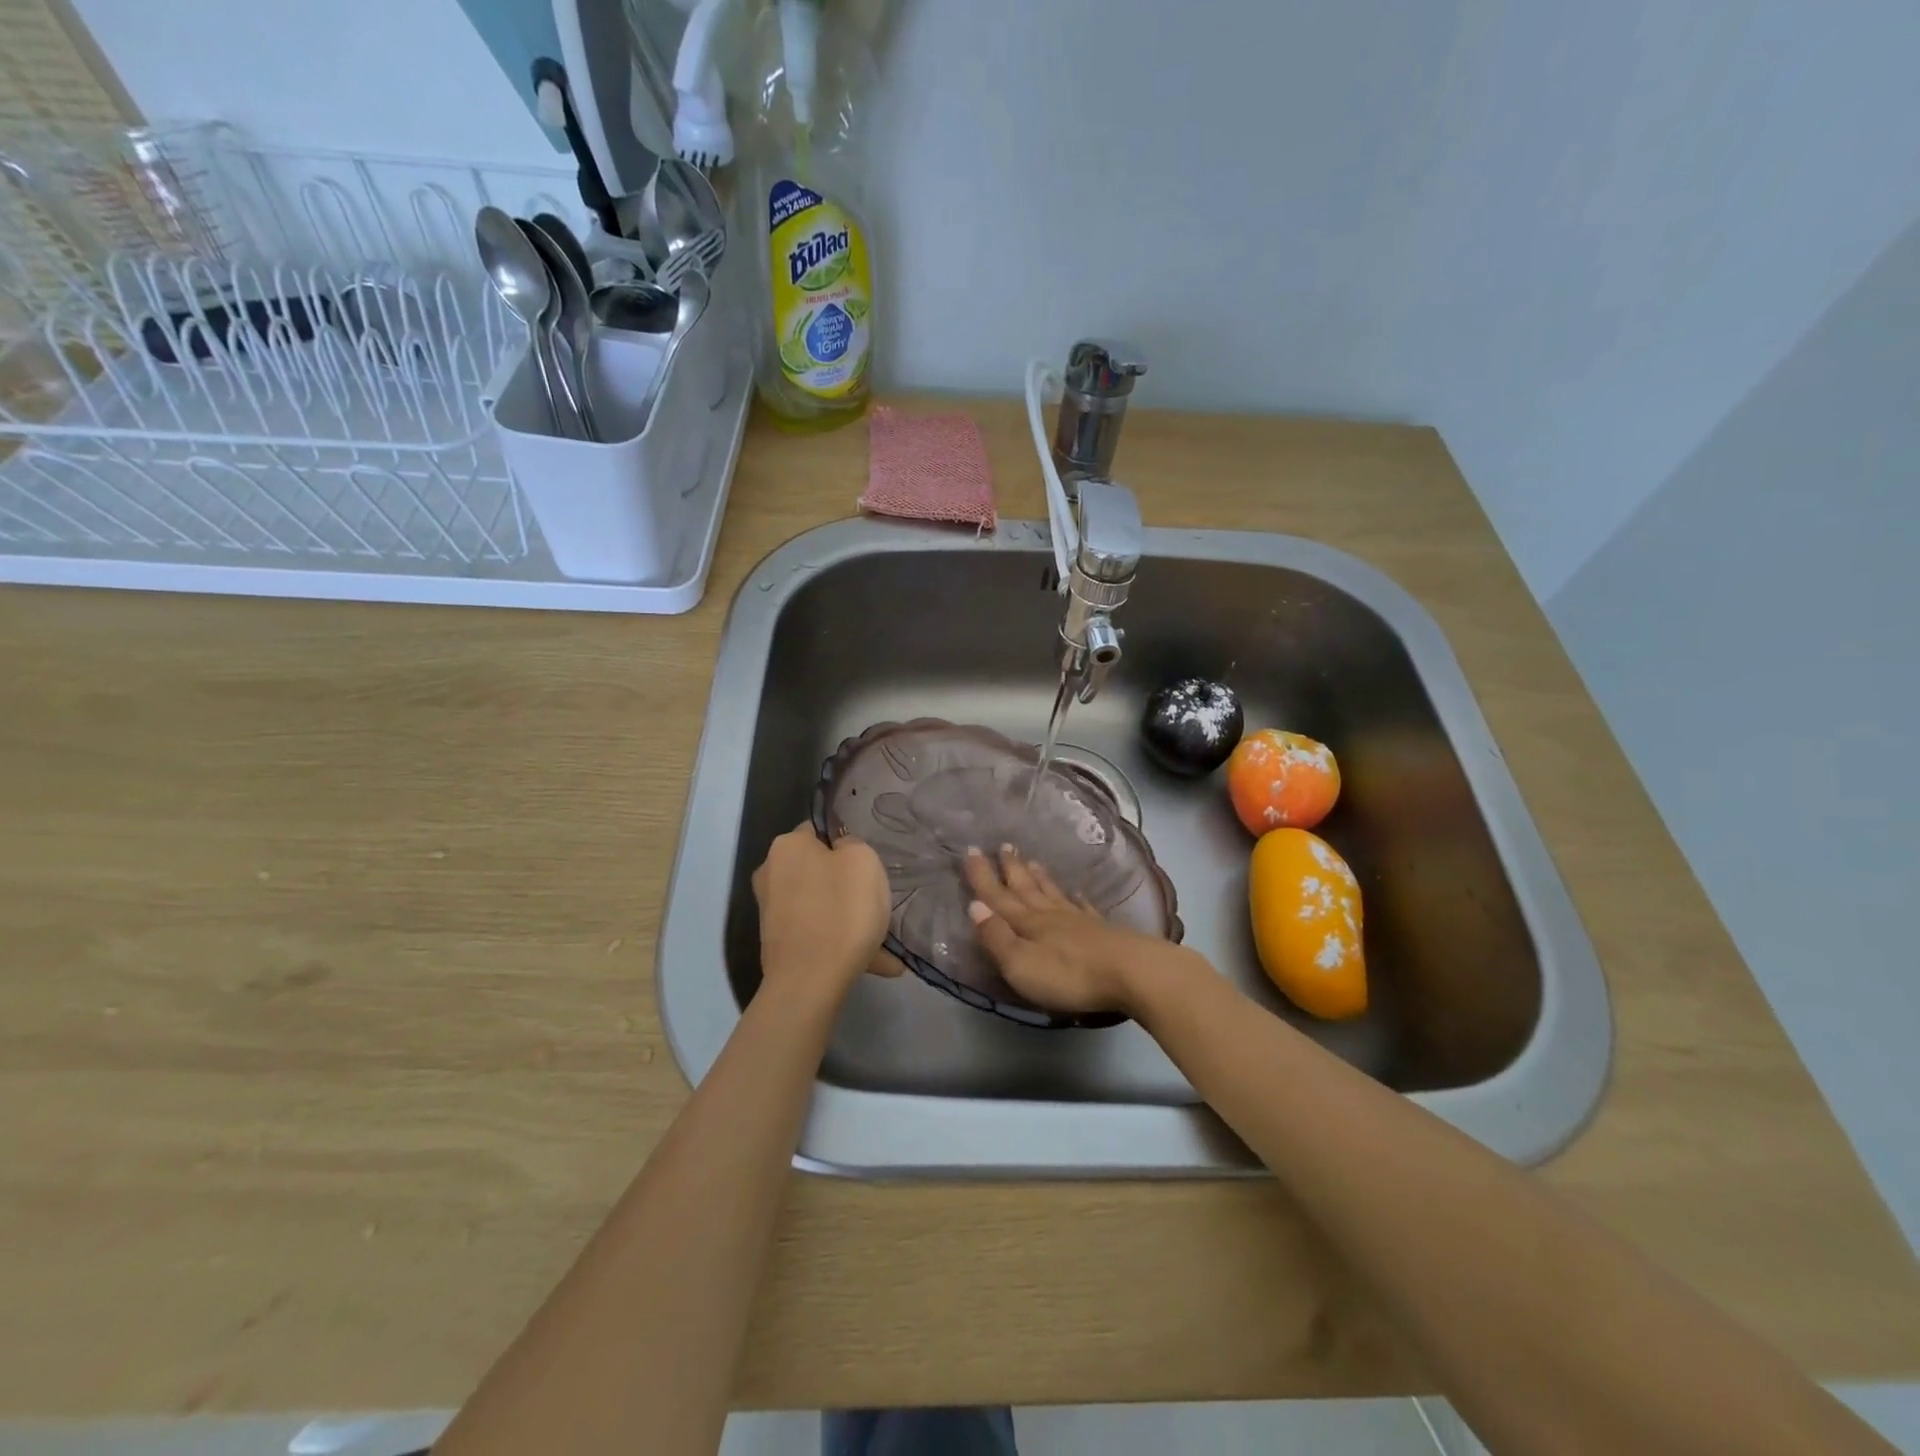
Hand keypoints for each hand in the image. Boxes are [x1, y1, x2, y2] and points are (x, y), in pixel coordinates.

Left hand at [752, 824, 900, 1003]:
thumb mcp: (864, 860)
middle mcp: (770, 873)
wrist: (809, 982)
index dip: (845, 845)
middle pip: (818, 870)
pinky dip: (841, 942)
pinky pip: (818, 933)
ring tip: (882, 942)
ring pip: (821, 905)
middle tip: (874, 902)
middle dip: (846, 886)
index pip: (818, 831)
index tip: (866, 867)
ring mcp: (771, 911)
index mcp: (786, 846)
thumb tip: (839, 852)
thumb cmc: (841, 911)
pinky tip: (874, 963)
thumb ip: (852, 845)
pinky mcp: (777, 943)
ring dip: (848, 919)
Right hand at [963, 845, 1199, 1015]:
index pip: (997, 896)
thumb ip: (997, 937)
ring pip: (1053, 893)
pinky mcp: (1101, 931)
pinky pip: (1083, 907)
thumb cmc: (1069, 975)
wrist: (1131, 973)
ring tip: (1032, 861)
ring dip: (1039, 877)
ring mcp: (1078, 921)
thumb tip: (974, 906)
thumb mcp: (1021, 964)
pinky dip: (1076, 898)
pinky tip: (1077, 892)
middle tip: (1004, 845)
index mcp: (1026, 924)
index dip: (982, 876)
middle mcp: (1050, 915)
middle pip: (1026, 888)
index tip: (970, 850)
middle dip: (1011, 868)